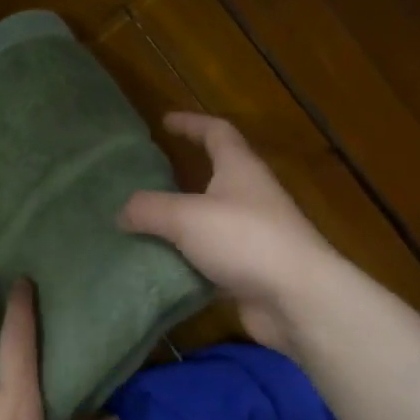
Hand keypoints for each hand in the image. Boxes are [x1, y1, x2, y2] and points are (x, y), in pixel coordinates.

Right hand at [119, 112, 339, 354]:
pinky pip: (211, 260)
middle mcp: (250, 196)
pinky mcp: (250, 270)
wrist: (297, 298)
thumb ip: (150, 210)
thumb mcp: (186, 217)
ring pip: (210, 222)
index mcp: (239, 169)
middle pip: (214, 177)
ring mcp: (253, 235)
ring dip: (181, 225)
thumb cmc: (245, 240)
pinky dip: (188, 261)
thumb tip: (122, 211)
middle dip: (181, 178)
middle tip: (144, 182)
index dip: (191, 123)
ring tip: (143, 229)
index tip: (165, 122)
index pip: (217, 132)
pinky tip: (161, 270)